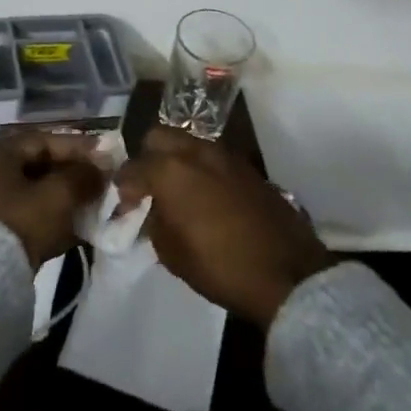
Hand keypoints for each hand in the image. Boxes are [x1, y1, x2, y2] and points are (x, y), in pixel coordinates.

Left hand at [0, 132, 108, 267]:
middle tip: (98, 182)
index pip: (41, 141)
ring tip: (91, 207)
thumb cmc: (20, 223)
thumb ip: (83, 176)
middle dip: (71, 175)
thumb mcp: (58, 195)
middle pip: (36, 168)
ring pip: (31, 195)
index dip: (76, 146)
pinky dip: (49, 221)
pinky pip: (24, 219)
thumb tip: (102, 167)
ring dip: (62, 200)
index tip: (103, 155)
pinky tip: (74, 231)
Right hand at [116, 126, 331, 327]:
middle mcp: (196, 152)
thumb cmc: (219, 267)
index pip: (133, 167)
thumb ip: (154, 221)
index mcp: (170, 170)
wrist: (286, 273)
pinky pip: (214, 157)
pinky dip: (202, 168)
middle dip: (148, 157)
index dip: (124, 187)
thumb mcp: (171, 253)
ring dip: (177, 159)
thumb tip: (153, 208)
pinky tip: (206, 195)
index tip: (125, 205)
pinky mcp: (248, 167)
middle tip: (150, 186)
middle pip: (159, 136)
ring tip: (178, 189)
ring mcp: (225, 156)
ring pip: (189, 142)